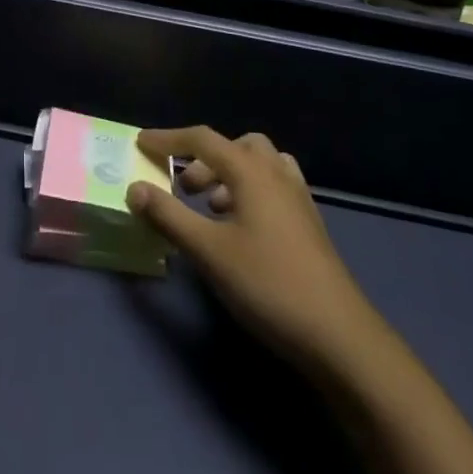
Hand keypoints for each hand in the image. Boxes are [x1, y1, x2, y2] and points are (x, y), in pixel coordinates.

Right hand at [127, 128, 374, 377]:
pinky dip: (250, 192)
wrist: (338, 335)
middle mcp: (276, 174)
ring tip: (210, 208)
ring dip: (230, 174)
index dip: (168, 139)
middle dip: (204, 158)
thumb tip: (135, 187)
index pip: (202, 139)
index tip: (141, 143)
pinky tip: (240, 228)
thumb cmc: (267, 284)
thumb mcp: (208, 251)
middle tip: (184, 188)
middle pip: (236, 146)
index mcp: (251, 171)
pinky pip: (273, 187)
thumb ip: (168, 215)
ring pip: (259, 165)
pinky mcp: (308, 224)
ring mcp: (298, 199)